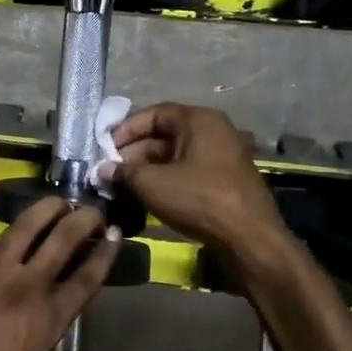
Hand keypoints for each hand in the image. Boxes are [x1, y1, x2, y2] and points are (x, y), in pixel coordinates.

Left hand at [0, 197, 120, 350]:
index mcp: (47, 320)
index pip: (85, 277)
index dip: (104, 253)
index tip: (115, 234)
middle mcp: (23, 288)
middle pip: (61, 241)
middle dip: (82, 220)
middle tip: (94, 210)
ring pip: (24, 229)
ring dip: (46, 211)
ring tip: (58, 201)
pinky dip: (14, 232)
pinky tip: (18, 231)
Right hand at [111, 103, 283, 251]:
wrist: (248, 238)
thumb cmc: (198, 199)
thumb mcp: (152, 184)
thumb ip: (124, 172)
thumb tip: (103, 169)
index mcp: (200, 121)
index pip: (155, 113)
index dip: (127, 128)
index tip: (106, 147)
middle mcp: (216, 131)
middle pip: (167, 134)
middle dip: (136, 151)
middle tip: (112, 170)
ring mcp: (225, 156)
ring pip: (178, 154)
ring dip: (150, 167)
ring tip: (126, 185)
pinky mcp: (228, 179)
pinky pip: (191, 170)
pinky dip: (169, 178)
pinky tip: (150, 196)